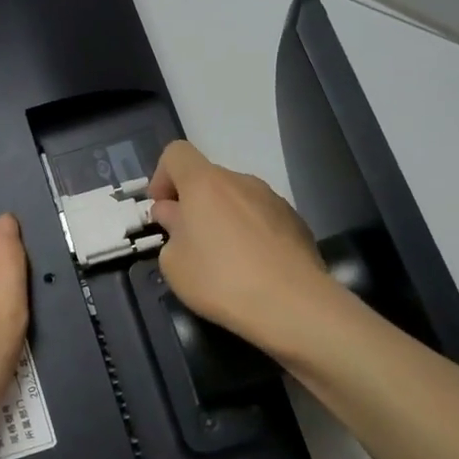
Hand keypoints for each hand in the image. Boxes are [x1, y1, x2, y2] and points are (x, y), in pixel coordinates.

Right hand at [147, 141, 337, 357]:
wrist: (291, 304)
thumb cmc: (220, 280)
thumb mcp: (174, 263)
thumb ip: (171, 230)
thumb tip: (176, 216)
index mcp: (205, 183)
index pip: (177, 153)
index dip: (162, 176)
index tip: (162, 210)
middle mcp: (241, 181)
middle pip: (208, 179)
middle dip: (193, 203)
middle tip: (188, 242)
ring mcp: (273, 199)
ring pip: (236, 199)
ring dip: (222, 218)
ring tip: (223, 259)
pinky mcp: (296, 221)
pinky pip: (261, 218)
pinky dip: (249, 233)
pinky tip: (252, 268)